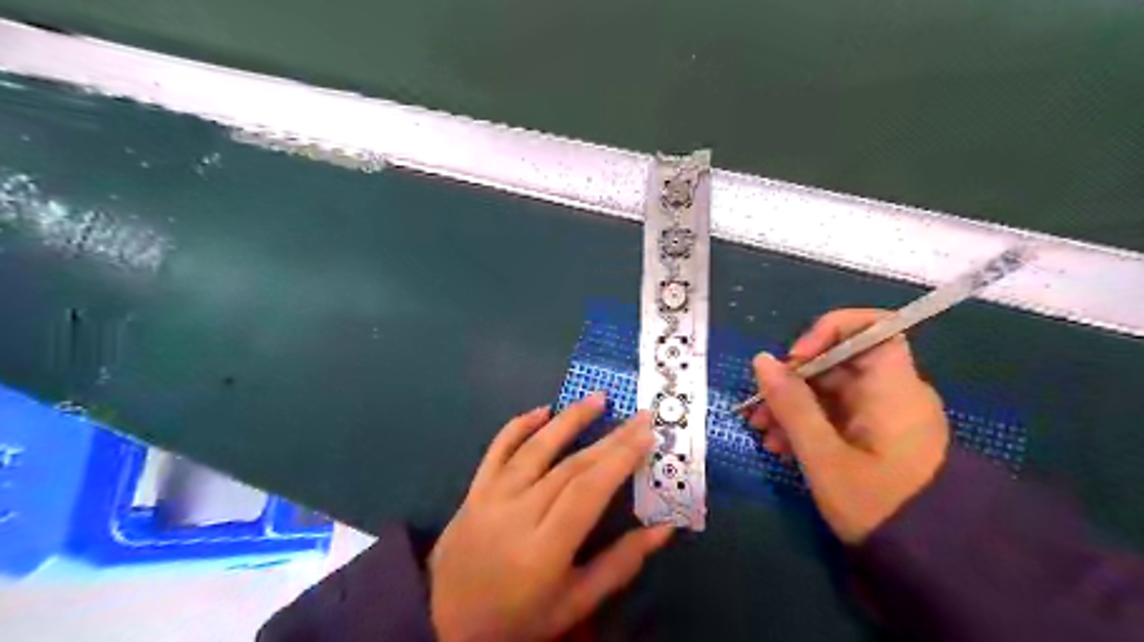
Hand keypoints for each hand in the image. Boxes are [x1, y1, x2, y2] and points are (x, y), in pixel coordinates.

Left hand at [434, 390, 670, 640]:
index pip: (589, 491)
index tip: (646, 433)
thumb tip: (665, 527)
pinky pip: (497, 449)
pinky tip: (543, 410)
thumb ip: (621, 563)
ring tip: (598, 399)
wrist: (447, 622)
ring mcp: (491, 497)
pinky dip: (519, 425)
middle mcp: (517, 514)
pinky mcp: (474, 490)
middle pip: (570, 466)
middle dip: (610, 438)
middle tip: (638, 415)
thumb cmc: (521, 618)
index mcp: (544, 549)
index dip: (619, 459)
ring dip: (569, 419)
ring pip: (535, 448)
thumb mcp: (576, 602)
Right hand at [746, 310, 952, 542]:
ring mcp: (883, 415)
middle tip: (758, 408)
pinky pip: (835, 414)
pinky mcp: (874, 435)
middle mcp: (892, 392)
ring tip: (763, 435)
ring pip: (830, 390)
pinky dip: (807, 423)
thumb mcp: (824, 457)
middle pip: (838, 362)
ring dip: (792, 405)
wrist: (929, 562)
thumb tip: (762, 360)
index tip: (795, 358)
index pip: (872, 327)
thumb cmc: (879, 506)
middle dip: (792, 380)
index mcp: (893, 389)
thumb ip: (791, 405)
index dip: (829, 330)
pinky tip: (780, 447)